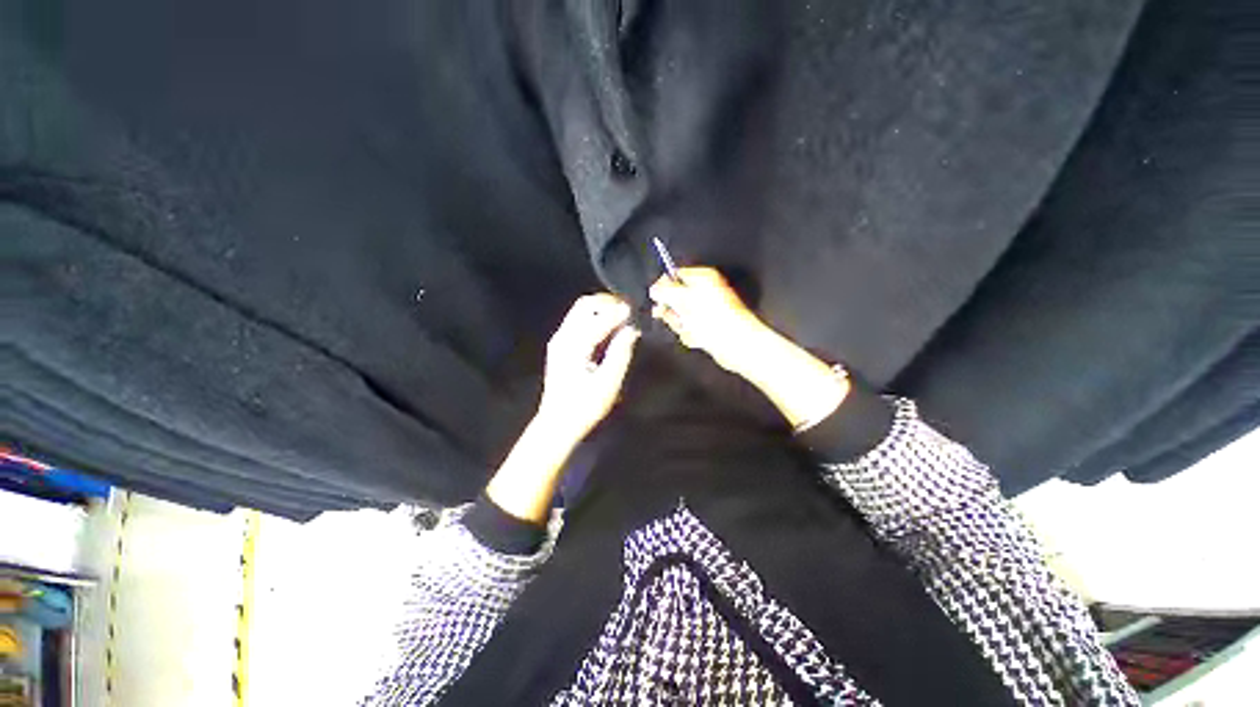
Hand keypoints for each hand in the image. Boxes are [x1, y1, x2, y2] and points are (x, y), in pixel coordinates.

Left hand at [535, 293, 640, 443]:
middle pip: (584, 305)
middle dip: (607, 303)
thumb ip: (620, 353)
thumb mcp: (608, 383)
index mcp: (573, 346)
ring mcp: (559, 340)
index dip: (618, 312)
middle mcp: (563, 337)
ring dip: (601, 308)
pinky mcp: (560, 346)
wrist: (558, 423)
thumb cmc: (584, 407)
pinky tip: (609, 327)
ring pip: (580, 311)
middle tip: (628, 309)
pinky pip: (578, 320)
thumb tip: (632, 330)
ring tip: (622, 315)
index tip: (635, 309)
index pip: (598, 319)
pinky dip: (595, 317)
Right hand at [648, 267, 767, 373]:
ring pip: (681, 317)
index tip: (657, 300)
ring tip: (691, 330)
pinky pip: (690, 329)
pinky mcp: (709, 327)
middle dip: (673, 312)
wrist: (735, 343)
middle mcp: (706, 291)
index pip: (674, 275)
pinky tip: (698, 338)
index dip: (663, 288)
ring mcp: (707, 310)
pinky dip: (691, 335)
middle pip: (676, 298)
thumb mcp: (682, 299)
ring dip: (681, 326)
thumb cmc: (713, 319)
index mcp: (703, 277)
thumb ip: (664, 291)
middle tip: (678, 318)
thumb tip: (654, 289)